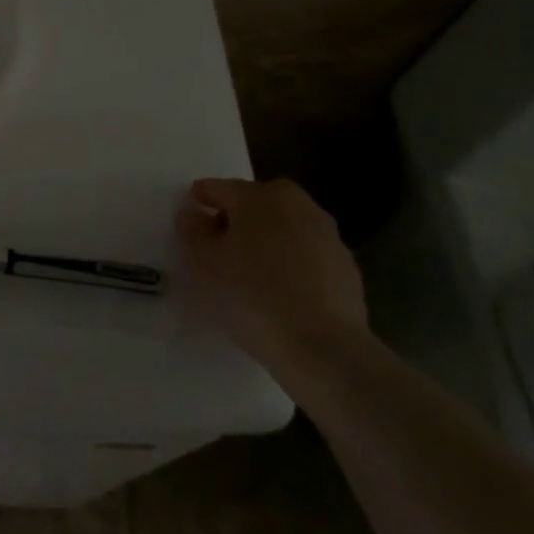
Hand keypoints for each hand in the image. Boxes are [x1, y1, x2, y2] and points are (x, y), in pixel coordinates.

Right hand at [177, 177, 367, 368]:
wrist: (322, 346)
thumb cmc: (250, 296)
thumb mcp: (203, 263)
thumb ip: (192, 230)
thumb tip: (193, 212)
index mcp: (259, 197)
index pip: (219, 188)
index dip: (200, 200)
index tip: (188, 216)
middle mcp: (297, 205)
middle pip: (256, 202)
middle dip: (235, 216)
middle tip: (217, 243)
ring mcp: (327, 235)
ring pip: (284, 226)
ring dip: (265, 238)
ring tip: (247, 269)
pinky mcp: (345, 266)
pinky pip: (305, 253)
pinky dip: (288, 262)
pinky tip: (277, 289)